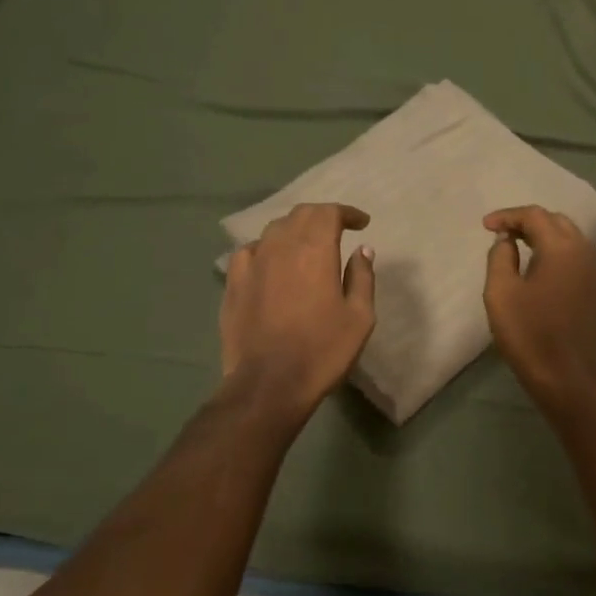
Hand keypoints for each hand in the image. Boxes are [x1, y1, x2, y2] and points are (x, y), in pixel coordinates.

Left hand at [222, 203, 375, 419]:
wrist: (269, 383)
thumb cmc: (323, 350)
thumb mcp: (359, 317)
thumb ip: (362, 277)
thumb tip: (362, 250)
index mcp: (314, 249)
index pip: (329, 212)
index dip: (347, 213)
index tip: (361, 223)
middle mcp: (280, 245)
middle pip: (300, 214)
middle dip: (322, 216)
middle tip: (338, 229)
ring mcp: (252, 262)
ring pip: (274, 230)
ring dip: (294, 230)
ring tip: (306, 244)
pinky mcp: (233, 282)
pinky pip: (249, 251)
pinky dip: (266, 249)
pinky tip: (270, 262)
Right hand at [482, 206, 595, 408]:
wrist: (570, 379)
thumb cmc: (530, 335)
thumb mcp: (501, 293)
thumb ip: (500, 258)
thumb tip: (507, 240)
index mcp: (562, 248)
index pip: (534, 216)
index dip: (507, 216)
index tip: (485, 226)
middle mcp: (584, 252)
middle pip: (556, 221)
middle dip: (528, 222)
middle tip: (502, 234)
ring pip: (570, 238)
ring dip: (544, 236)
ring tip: (518, 247)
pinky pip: (577, 257)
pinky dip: (557, 252)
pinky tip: (540, 268)